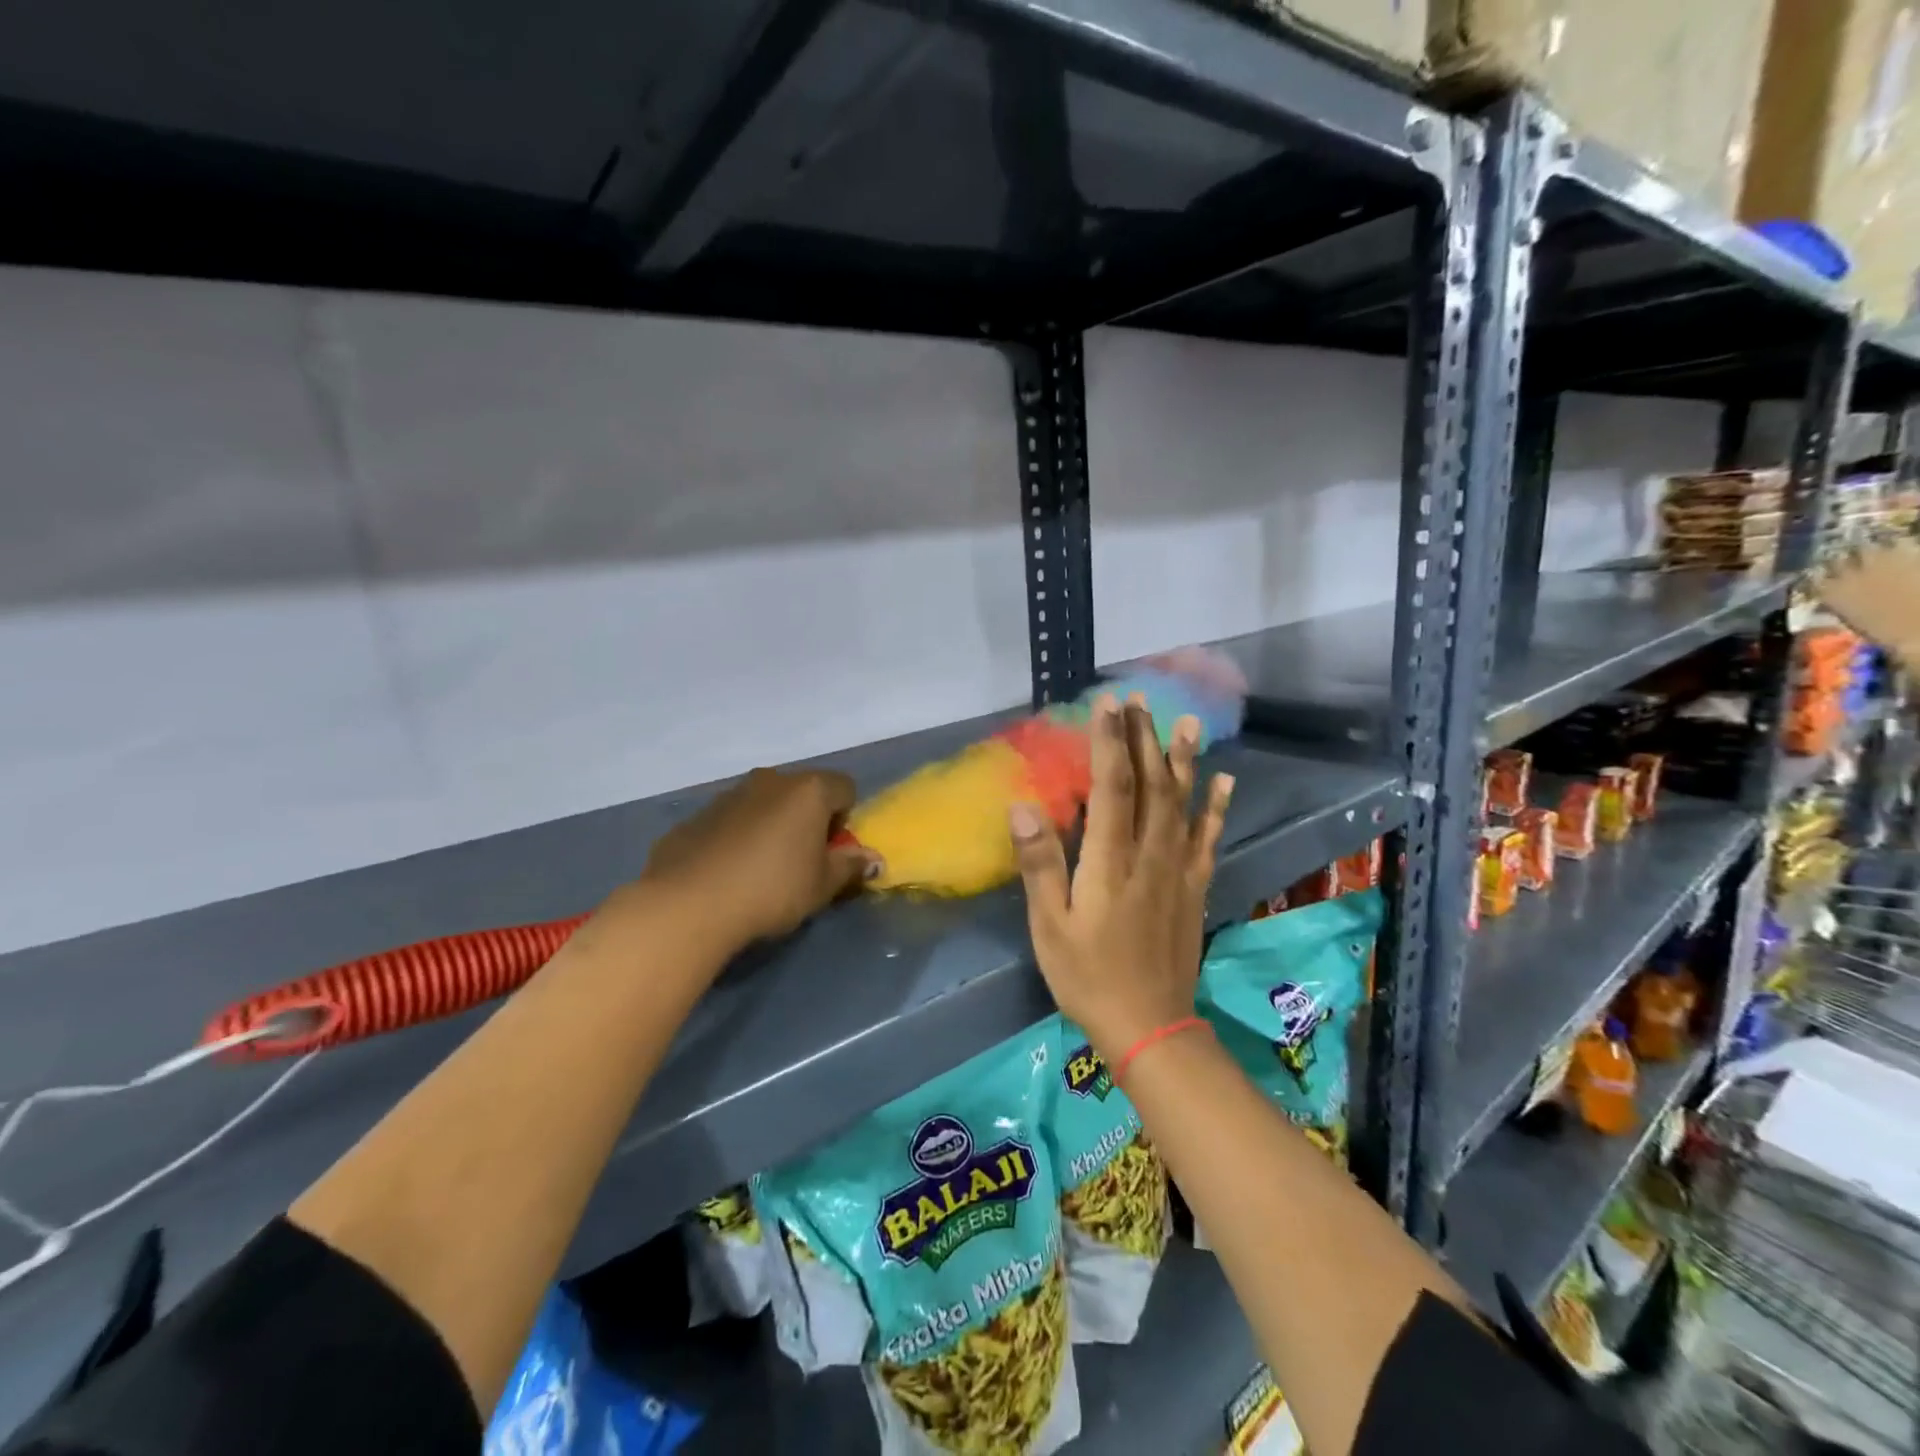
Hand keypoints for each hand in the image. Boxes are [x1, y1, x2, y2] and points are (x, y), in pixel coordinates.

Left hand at [634, 767, 879, 951]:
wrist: (689, 903)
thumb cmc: (772, 889)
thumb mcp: (822, 886)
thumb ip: (850, 867)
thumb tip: (873, 859)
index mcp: (808, 791)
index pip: (845, 788)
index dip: (845, 819)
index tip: (831, 852)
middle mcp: (770, 780)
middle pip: (803, 792)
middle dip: (808, 820)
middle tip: (801, 862)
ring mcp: (729, 794)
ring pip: (764, 804)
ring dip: (771, 827)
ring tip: (761, 871)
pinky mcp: (696, 815)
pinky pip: (731, 820)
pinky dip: (737, 838)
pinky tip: (728, 874)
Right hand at [1012, 694, 1233, 1062]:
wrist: (1150, 1026)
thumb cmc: (1088, 976)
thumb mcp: (1050, 926)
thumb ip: (1040, 864)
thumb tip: (1023, 806)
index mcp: (1111, 860)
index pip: (1113, 786)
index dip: (1110, 742)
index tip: (1106, 705)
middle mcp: (1151, 854)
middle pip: (1151, 784)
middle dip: (1144, 738)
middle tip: (1140, 700)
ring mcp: (1179, 870)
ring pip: (1183, 803)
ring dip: (1183, 760)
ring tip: (1186, 723)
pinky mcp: (1195, 887)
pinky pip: (1208, 838)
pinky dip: (1216, 807)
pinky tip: (1223, 781)